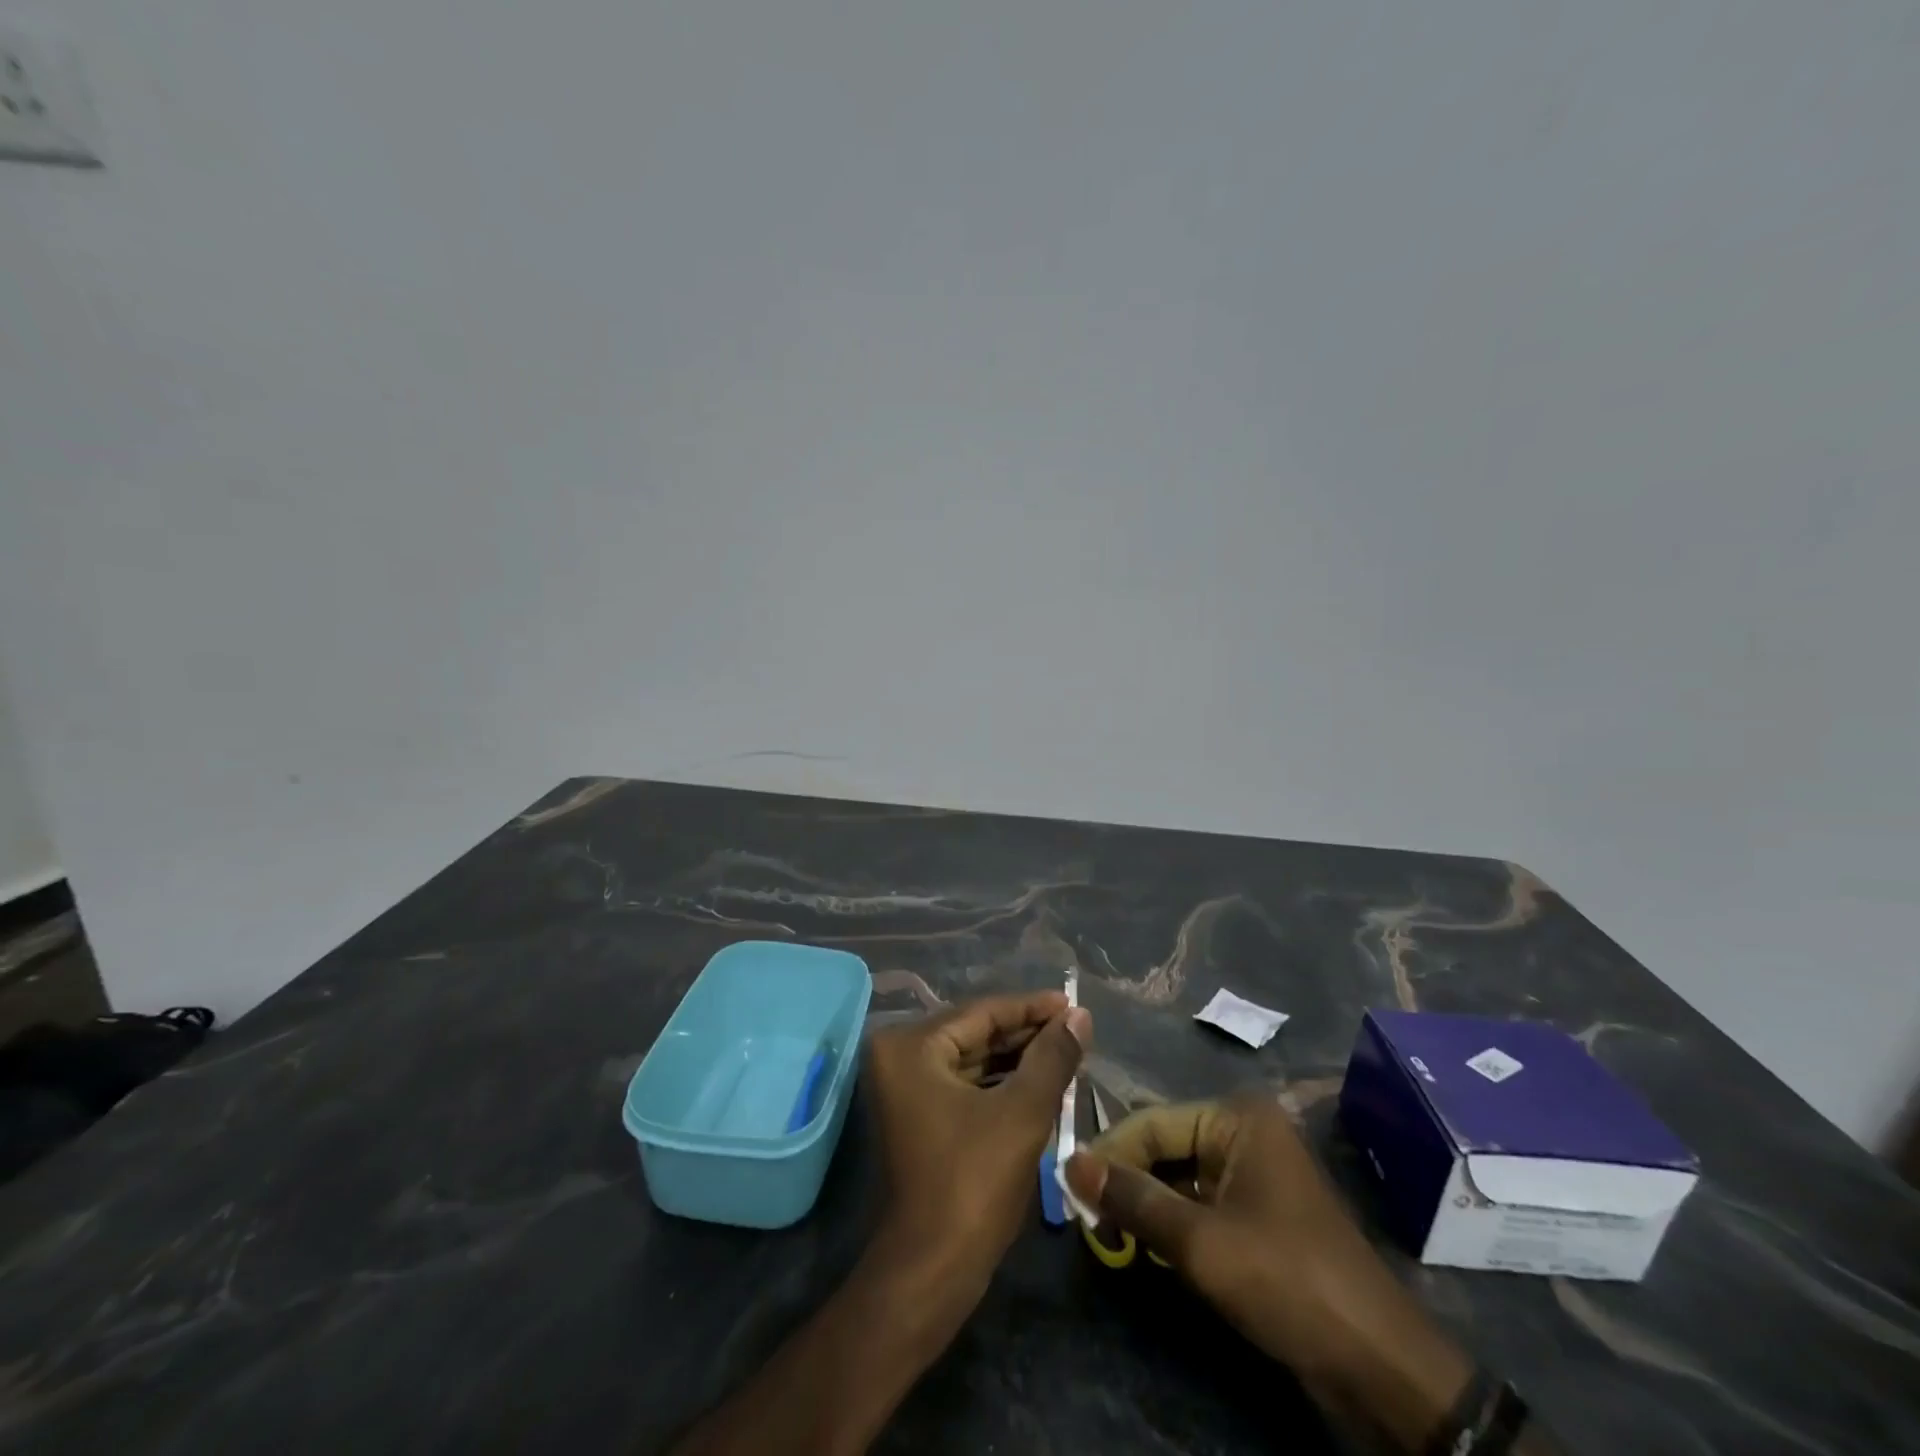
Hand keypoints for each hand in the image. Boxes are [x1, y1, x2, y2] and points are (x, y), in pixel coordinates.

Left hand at [866, 992, 1090, 1301]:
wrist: (931, 1271)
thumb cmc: (973, 1183)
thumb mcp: (1022, 1113)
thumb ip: (1052, 1057)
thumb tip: (1080, 1015)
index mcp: (911, 1045)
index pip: (982, 1012)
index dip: (1032, 1008)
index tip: (1073, 1004)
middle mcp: (899, 1056)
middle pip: (975, 1032)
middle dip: (1026, 1033)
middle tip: (1075, 1029)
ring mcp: (904, 1087)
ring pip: (971, 1058)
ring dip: (1016, 1057)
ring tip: (1065, 1052)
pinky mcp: (917, 1114)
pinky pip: (964, 1083)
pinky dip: (1000, 1082)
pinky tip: (1038, 1080)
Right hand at [1064, 1093, 1470, 1440]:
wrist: (1379, 1365)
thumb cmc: (1287, 1280)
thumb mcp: (1201, 1243)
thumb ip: (1133, 1199)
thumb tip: (1070, 1162)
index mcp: (1237, 1118)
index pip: (1153, 1123)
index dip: (1109, 1153)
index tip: (1068, 1185)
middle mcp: (1245, 1132)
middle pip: (1166, 1146)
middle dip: (1127, 1180)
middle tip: (1084, 1214)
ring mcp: (1256, 1172)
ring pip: (1181, 1177)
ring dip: (1146, 1204)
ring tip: (1106, 1232)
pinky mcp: (1260, 1212)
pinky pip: (1201, 1203)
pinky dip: (1173, 1223)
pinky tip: (1145, 1246)